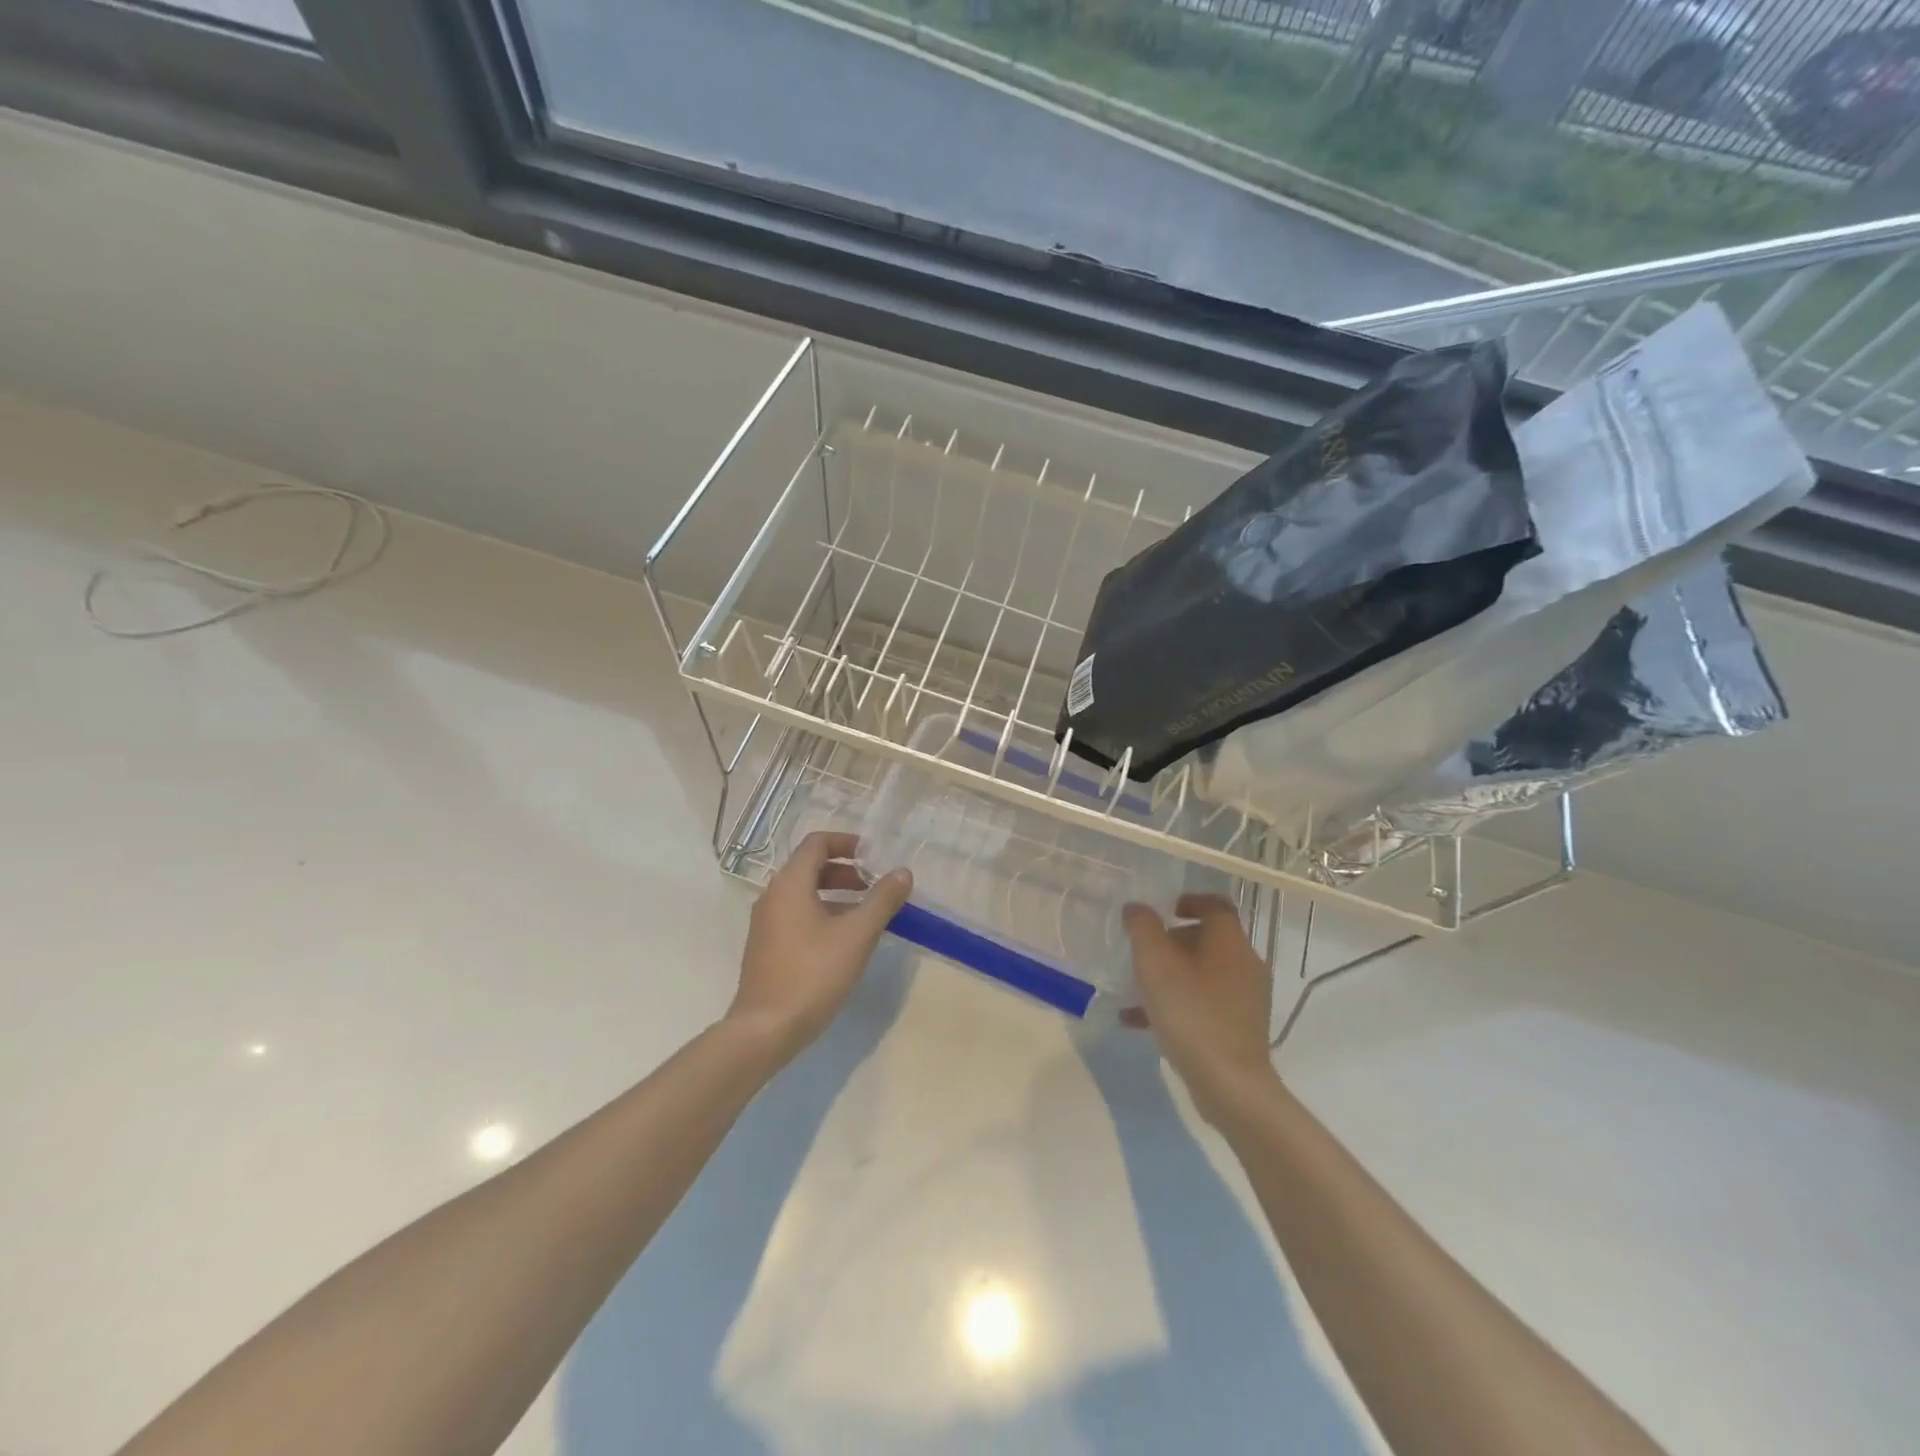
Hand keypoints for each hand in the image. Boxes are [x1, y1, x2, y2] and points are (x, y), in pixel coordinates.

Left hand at [726, 831, 912, 1066]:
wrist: (765, 1029)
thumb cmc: (813, 974)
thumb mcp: (857, 935)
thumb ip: (882, 900)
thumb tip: (903, 872)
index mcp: (790, 883)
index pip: (817, 843)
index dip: (847, 843)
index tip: (874, 857)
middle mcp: (772, 896)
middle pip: (810, 867)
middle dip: (845, 871)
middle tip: (875, 887)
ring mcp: (765, 923)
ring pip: (804, 893)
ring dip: (835, 894)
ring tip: (865, 915)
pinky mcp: (766, 947)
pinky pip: (796, 915)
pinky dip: (821, 914)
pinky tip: (843, 942)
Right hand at [1122, 893, 1281, 1123]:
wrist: (1230, 1084)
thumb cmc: (1191, 1012)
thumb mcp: (1155, 963)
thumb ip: (1142, 928)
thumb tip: (1137, 909)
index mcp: (1230, 942)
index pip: (1216, 905)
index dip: (1190, 901)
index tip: (1165, 910)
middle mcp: (1245, 965)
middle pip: (1208, 940)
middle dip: (1173, 942)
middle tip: (1143, 953)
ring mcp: (1246, 999)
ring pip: (1203, 974)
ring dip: (1171, 976)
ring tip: (1136, 990)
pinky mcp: (1240, 1029)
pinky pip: (1204, 1004)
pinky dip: (1177, 1004)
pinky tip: (1140, 1022)